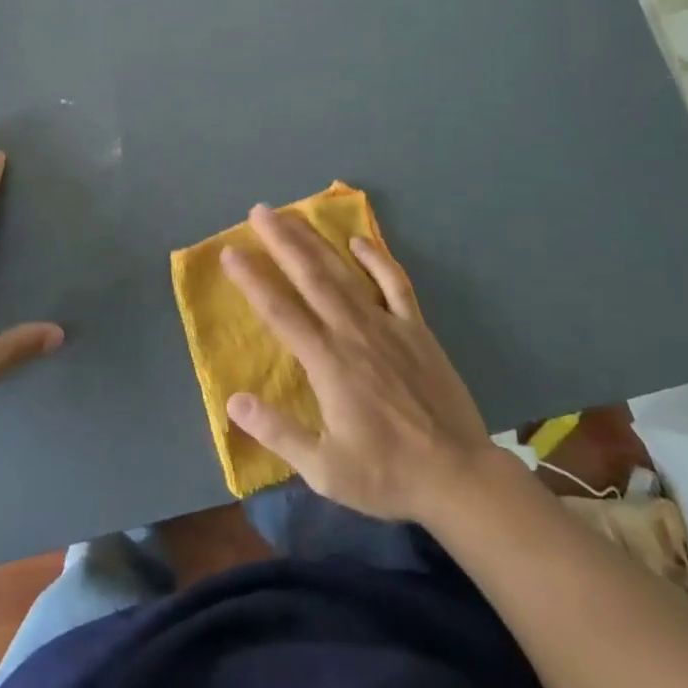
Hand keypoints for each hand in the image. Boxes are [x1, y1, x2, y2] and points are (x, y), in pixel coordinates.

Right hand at [222, 207, 491, 523]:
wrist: (458, 476)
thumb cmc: (386, 474)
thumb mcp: (324, 469)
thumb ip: (278, 432)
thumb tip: (233, 401)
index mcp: (327, 362)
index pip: (280, 311)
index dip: (252, 279)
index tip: (229, 251)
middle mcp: (352, 331)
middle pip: (310, 276)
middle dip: (282, 241)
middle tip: (259, 211)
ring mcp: (387, 325)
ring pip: (345, 272)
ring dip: (316, 241)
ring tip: (293, 216)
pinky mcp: (415, 328)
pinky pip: (395, 283)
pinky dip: (377, 259)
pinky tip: (359, 241)